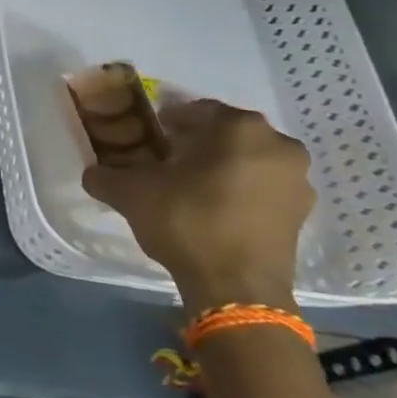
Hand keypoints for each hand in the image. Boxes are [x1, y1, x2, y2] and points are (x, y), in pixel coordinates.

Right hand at [82, 99, 313, 314]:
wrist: (236, 287)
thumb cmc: (187, 221)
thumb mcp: (130, 192)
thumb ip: (105, 175)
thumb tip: (94, 172)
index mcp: (239, 127)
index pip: (194, 110)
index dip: (166, 123)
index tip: (147, 139)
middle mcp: (278, 144)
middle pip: (225, 134)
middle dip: (196, 143)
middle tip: (165, 162)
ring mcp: (297, 180)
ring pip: (247, 160)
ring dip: (220, 166)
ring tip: (187, 187)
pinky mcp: (302, 213)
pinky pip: (262, 187)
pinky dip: (239, 190)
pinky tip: (211, 209)